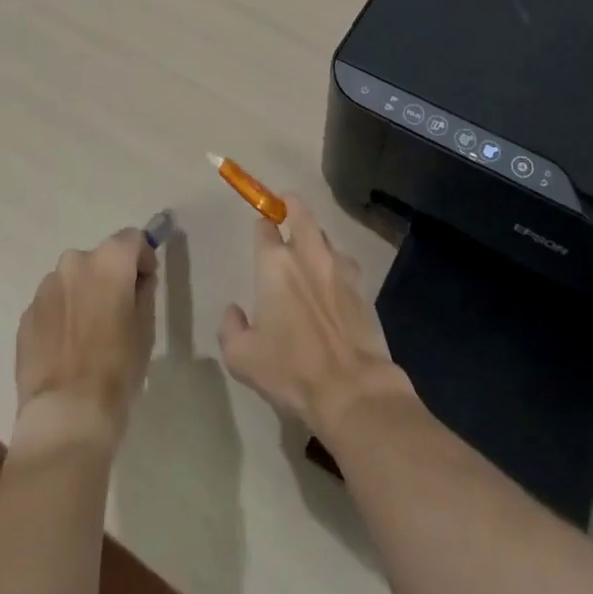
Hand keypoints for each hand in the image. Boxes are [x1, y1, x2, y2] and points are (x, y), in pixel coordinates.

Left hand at [13, 228, 156, 454]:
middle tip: (117, 311)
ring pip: (72, 281)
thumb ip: (142, 291)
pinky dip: (61, 316)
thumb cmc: (117, 367)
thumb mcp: (146, 326)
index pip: (132, 239)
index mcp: (109, 260)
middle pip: (99, 259)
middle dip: (109, 277)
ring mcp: (45, 289)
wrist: (67, 413)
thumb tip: (136, 280)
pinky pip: (51, 305)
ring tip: (88, 334)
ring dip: (82, 295)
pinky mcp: (25, 316)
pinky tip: (66, 349)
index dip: (142, 260)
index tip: (145, 286)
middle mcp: (74, 263)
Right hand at [218, 195, 413, 438]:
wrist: (351, 388)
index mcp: (275, 265)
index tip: (261, 234)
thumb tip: (234, 311)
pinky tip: (332, 285)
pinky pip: (344, 262)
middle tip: (285, 209)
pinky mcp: (362, 285)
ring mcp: (339, 267)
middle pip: (300, 211)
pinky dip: (335, 265)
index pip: (265, 227)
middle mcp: (308, 255)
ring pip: (325, 236)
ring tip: (309, 254)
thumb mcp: (241, 357)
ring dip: (315, 238)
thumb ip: (230, 327)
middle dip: (290, 204)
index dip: (262, 226)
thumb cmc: (290, 370)